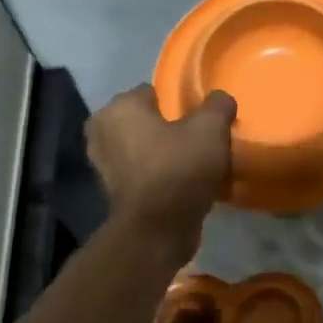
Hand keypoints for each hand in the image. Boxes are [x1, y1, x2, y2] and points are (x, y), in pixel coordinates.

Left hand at [85, 85, 236, 243]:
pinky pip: (142, 173)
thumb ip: (218, 105)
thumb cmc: (178, 168)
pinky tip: (182, 183)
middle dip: (166, 127)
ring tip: (192, 162)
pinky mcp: (112, 193)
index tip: (199, 118)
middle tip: (197, 139)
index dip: (178, 102)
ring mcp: (103, 165)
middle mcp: (102, 132)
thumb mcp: (211, 129)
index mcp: (120, 108)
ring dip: (161, 152)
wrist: (157, 231)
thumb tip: (220, 99)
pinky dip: (157, 175)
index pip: (152, 91)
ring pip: (142, 147)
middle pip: (145, 120)